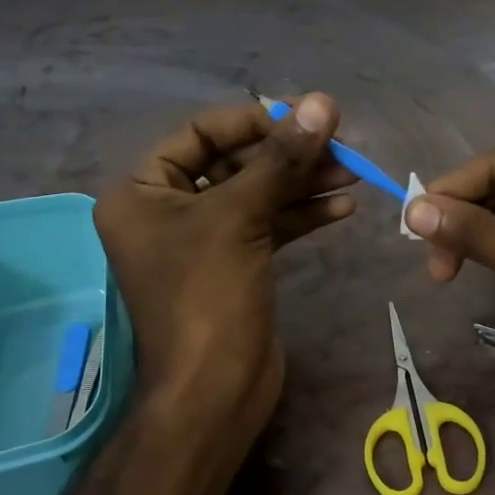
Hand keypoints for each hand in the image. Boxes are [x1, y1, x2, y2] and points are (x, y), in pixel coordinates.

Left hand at [94, 94, 354, 447]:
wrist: (214, 392)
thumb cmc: (207, 297)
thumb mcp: (240, 218)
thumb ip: (281, 159)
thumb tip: (323, 103)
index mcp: (142, 191)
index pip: (200, 133)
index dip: (254, 122)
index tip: (306, 117)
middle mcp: (166, 210)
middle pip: (233, 163)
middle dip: (286, 155)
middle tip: (339, 146)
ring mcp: (202, 241)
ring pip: (256, 195)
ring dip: (302, 184)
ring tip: (353, 174)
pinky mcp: (234, 265)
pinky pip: (268, 226)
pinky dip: (302, 215)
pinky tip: (342, 207)